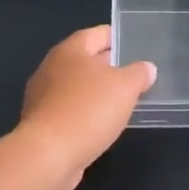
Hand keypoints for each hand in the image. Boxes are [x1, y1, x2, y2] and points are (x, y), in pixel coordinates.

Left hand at [18, 25, 156, 189]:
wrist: (48, 155)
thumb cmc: (88, 110)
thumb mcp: (125, 87)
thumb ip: (139, 73)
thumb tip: (146, 68)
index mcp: (70, 51)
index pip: (96, 34)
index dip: (116, 37)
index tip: (133, 44)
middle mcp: (51, 68)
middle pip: (84, 60)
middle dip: (107, 65)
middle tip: (133, 73)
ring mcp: (43, 97)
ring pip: (76, 87)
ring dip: (96, 91)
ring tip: (121, 100)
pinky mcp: (42, 123)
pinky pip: (69, 110)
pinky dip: (85, 112)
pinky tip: (101, 124)